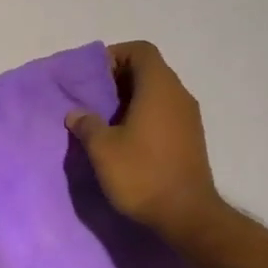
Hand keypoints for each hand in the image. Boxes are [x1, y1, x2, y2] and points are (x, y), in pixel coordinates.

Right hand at [67, 41, 223, 240]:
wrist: (186, 215)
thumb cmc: (142, 174)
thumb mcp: (103, 149)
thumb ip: (87, 124)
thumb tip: (76, 113)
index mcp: (159, 88)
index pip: (140, 51)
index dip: (115, 56)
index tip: (93, 78)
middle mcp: (179, 95)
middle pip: (149, 70)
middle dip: (119, 79)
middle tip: (93, 100)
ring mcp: (189, 118)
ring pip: (157, 93)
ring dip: (130, 100)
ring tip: (105, 122)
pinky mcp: (191, 138)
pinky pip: (165, 113)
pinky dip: (144, 116)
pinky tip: (125, 140)